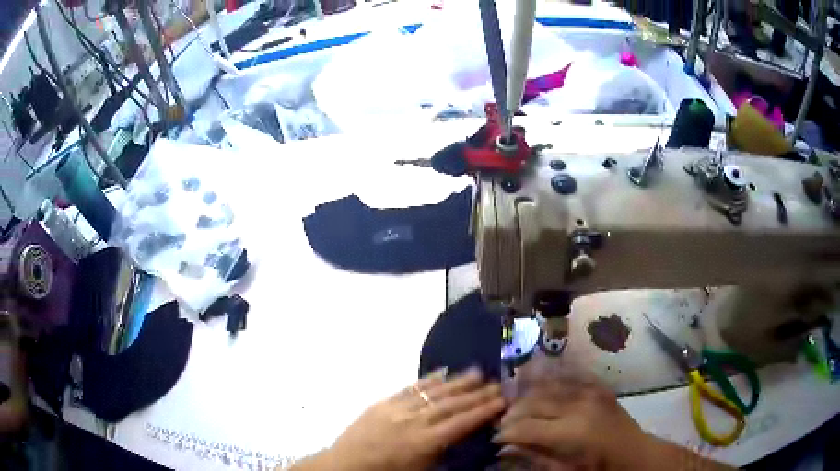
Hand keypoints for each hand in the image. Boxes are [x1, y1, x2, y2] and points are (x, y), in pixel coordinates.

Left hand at [294, 367, 504, 470]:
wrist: (344, 467)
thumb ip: (445, 454)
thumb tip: (467, 438)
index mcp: (425, 442)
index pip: (462, 422)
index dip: (484, 410)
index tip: (503, 400)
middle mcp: (414, 421)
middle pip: (452, 404)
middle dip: (477, 393)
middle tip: (497, 383)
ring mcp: (396, 409)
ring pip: (433, 392)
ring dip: (457, 382)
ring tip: (477, 372)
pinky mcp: (382, 403)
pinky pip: (410, 388)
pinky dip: (428, 380)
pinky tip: (442, 372)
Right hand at [495, 378, 649, 470]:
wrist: (634, 452)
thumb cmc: (598, 468)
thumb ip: (534, 457)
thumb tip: (503, 448)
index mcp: (570, 432)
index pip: (525, 427)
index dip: (505, 432)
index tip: (494, 438)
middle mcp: (578, 406)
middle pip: (532, 403)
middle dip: (512, 414)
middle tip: (501, 424)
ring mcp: (589, 392)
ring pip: (546, 387)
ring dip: (527, 397)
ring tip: (516, 409)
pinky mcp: (597, 386)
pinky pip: (566, 379)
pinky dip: (548, 385)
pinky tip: (537, 391)